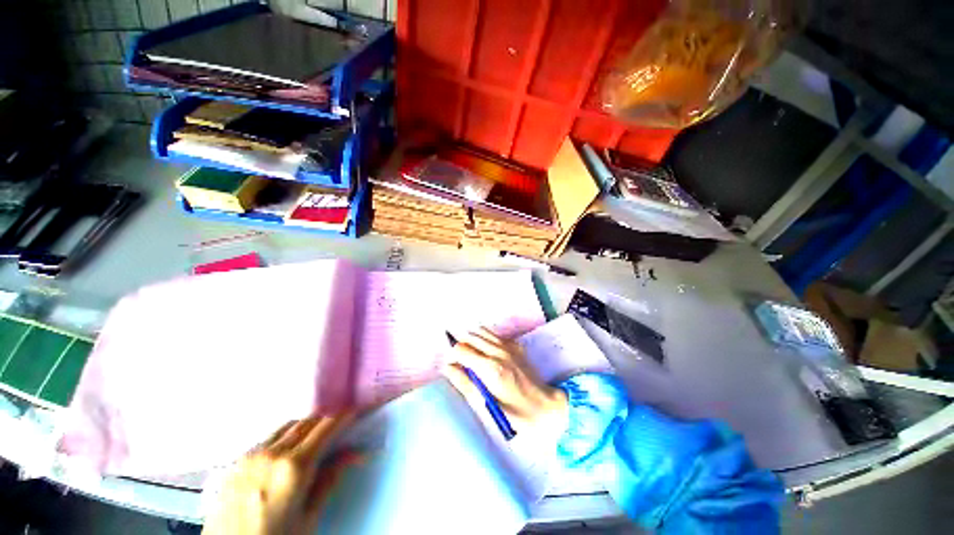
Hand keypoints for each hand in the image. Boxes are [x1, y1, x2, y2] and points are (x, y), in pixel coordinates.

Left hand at [202, 414, 357, 534]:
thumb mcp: (308, 518)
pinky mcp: (236, 463)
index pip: (326, 427)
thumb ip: (329, 480)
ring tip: (315, 437)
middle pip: (307, 421)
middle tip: (340, 423)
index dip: (344, 415)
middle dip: (326, 418)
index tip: (356, 409)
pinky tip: (287, 451)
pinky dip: (285, 436)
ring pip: (287, 426)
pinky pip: (267, 439)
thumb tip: (351, 453)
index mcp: (294, 467)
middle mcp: (271, 454)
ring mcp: (250, 456)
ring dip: (305, 426)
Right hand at [443, 328, 567, 432]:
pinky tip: (486, 352)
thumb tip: (448, 367)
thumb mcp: (487, 407)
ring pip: (480, 331)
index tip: (454, 368)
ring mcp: (508, 346)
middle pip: (469, 336)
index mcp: (490, 368)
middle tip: (461, 363)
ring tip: (472, 355)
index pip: (460, 349)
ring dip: (471, 340)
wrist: (547, 408)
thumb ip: (465, 385)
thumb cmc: (516, 415)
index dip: (452, 357)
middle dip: (460, 346)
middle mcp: (498, 351)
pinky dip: (484, 338)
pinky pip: (493, 334)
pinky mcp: (515, 345)